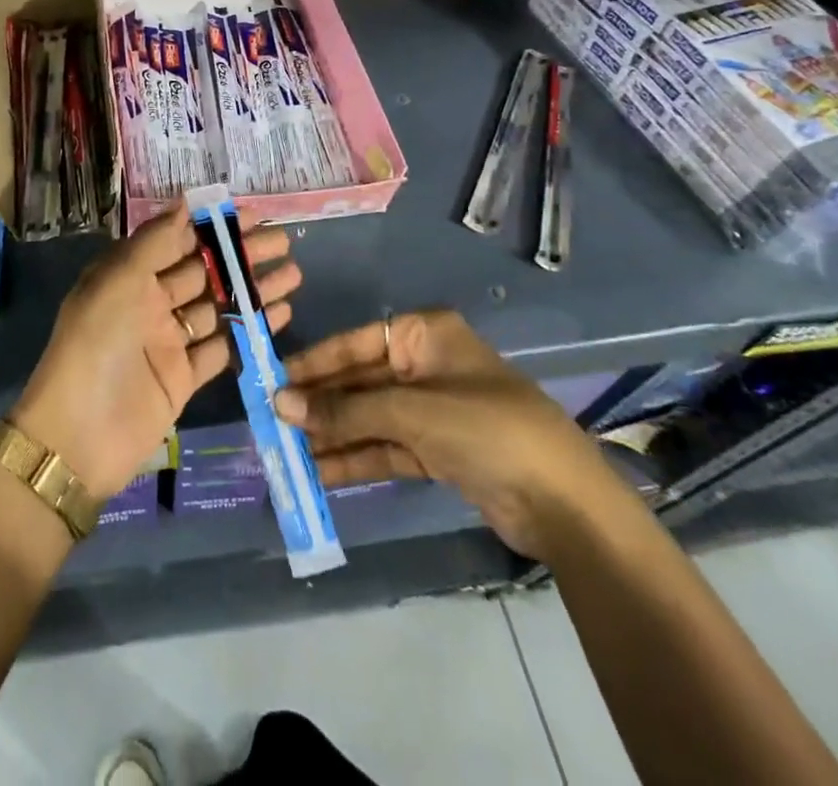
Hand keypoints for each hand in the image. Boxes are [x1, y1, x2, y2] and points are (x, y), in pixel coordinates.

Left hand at [12, 206, 300, 500]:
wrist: (78, 436)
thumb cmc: (96, 345)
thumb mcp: (118, 281)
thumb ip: (154, 241)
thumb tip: (186, 202)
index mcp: (129, 275)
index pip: (177, 240)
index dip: (213, 226)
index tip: (253, 215)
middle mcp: (149, 302)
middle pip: (203, 271)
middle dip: (241, 255)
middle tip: (283, 242)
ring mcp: (168, 341)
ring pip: (218, 307)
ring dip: (253, 290)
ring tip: (293, 274)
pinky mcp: (184, 377)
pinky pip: (222, 346)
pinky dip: (249, 329)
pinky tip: (280, 314)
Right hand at [275, 310, 626, 558]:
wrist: (565, 504)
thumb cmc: (486, 429)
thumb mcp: (410, 413)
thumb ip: (344, 409)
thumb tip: (281, 403)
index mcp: (423, 335)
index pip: (354, 343)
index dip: (313, 363)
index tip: (273, 380)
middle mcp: (424, 365)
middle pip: (359, 382)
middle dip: (320, 404)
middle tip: (272, 422)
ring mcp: (432, 410)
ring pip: (369, 417)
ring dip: (333, 435)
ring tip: (287, 452)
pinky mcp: (438, 450)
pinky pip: (386, 447)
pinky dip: (357, 459)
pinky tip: (320, 472)